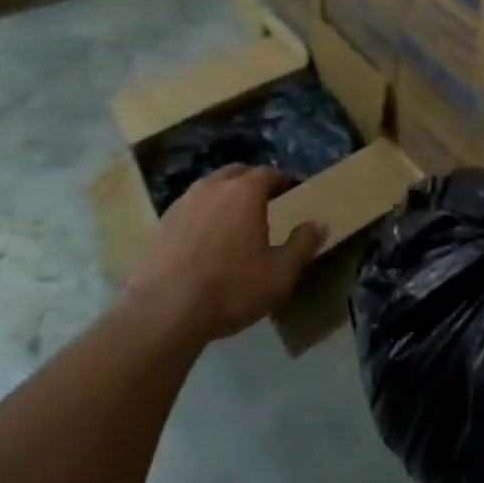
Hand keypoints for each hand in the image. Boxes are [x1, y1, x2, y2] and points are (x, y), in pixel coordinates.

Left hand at [129, 165, 326, 343]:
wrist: (166, 309)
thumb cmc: (232, 288)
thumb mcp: (280, 273)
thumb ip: (303, 245)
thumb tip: (319, 224)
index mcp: (245, 192)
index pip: (270, 174)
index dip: (284, 180)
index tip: (293, 190)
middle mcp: (213, 186)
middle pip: (238, 173)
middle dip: (253, 182)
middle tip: (265, 201)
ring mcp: (184, 202)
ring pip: (211, 187)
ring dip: (226, 195)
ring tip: (235, 218)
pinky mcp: (163, 222)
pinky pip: (192, 206)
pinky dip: (204, 213)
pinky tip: (206, 237)